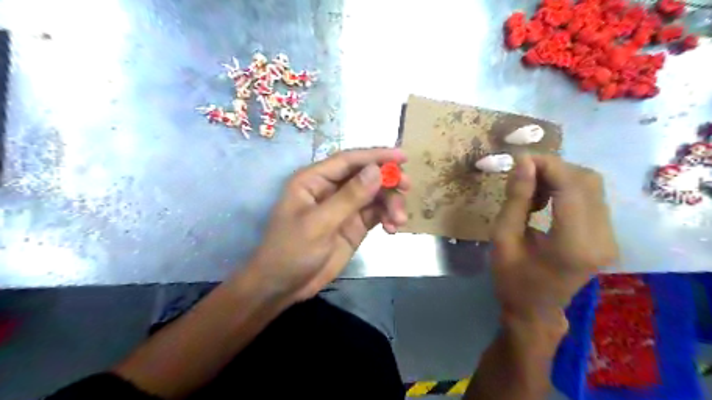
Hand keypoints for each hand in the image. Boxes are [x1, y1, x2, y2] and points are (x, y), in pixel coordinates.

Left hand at [243, 149, 408, 301]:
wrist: (284, 287)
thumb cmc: (291, 251)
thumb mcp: (319, 224)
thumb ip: (349, 197)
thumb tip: (377, 170)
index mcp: (314, 180)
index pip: (349, 160)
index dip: (376, 155)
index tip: (403, 157)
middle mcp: (331, 189)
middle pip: (366, 175)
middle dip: (387, 180)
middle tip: (407, 187)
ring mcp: (344, 208)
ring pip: (375, 195)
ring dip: (390, 203)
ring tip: (398, 221)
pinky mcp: (354, 225)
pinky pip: (376, 214)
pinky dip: (387, 218)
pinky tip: (392, 229)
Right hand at [496, 155, 617, 325]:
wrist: (535, 310)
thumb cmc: (511, 279)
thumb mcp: (502, 238)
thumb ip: (515, 200)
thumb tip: (523, 162)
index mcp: (573, 245)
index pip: (571, 187)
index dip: (546, 165)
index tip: (518, 159)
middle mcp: (602, 239)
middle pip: (586, 181)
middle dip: (552, 168)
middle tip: (521, 175)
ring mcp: (610, 238)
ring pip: (591, 185)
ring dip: (559, 177)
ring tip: (531, 191)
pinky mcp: (607, 236)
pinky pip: (591, 197)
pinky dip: (567, 188)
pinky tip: (545, 199)